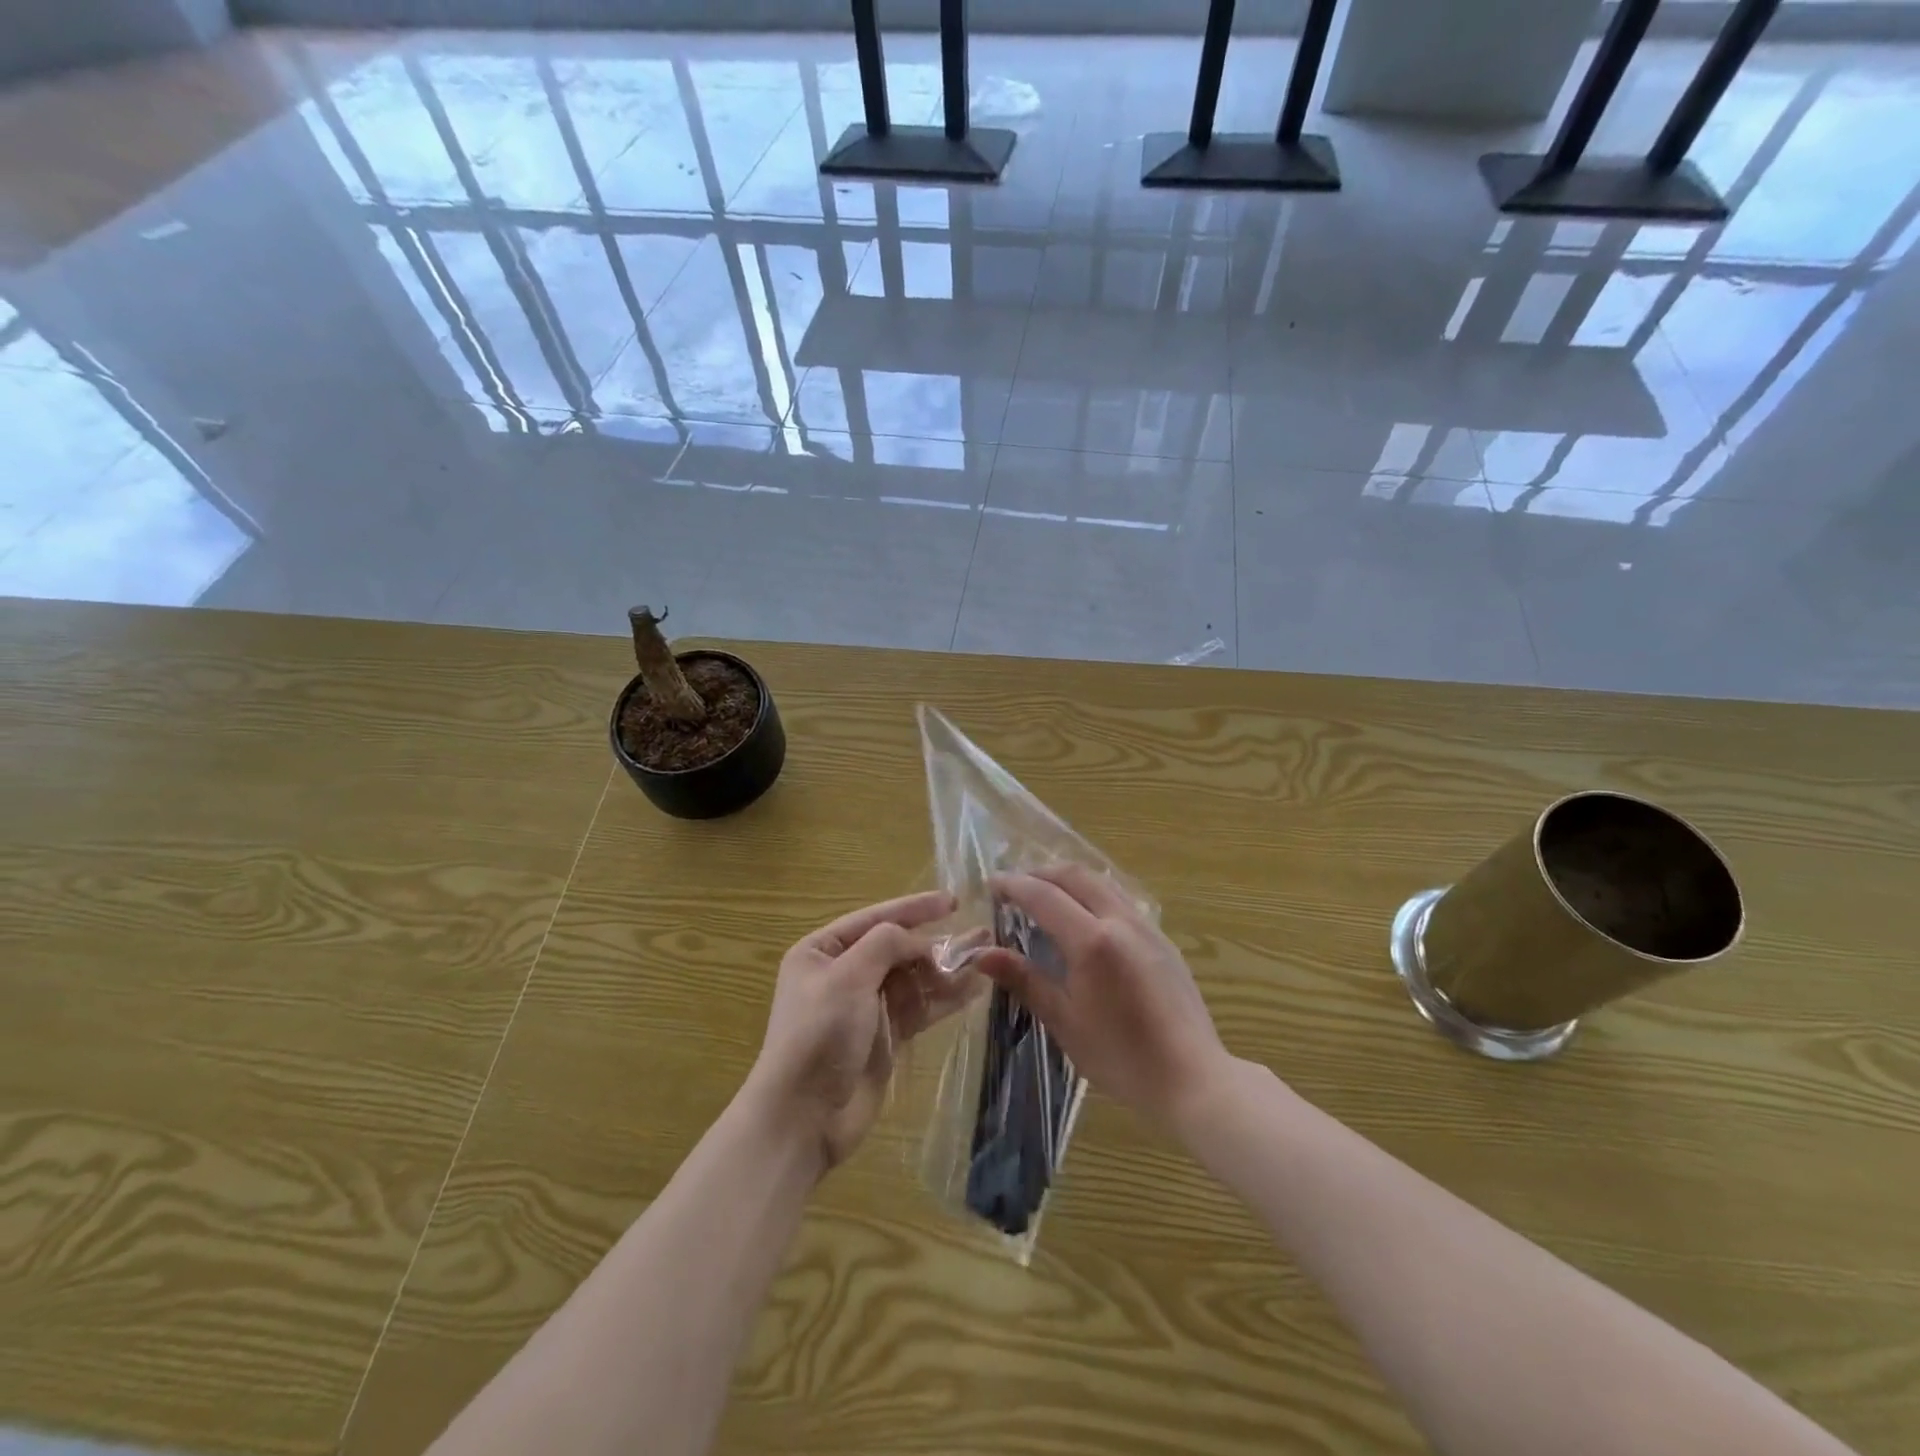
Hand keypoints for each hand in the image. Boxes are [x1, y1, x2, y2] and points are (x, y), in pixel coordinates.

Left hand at [747, 890, 977, 1172]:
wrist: (803, 1117)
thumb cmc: (819, 1035)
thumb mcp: (848, 977)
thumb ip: (886, 944)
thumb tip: (921, 939)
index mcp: (822, 951)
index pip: (875, 918)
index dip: (914, 908)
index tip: (952, 901)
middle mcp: (843, 973)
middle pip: (898, 949)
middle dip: (936, 943)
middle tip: (980, 935)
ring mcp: (865, 1007)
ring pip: (913, 978)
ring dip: (947, 970)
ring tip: (986, 958)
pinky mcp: (885, 1037)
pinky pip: (919, 1008)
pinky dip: (945, 999)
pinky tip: (975, 988)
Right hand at [975, 866, 1231, 1133]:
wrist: (1192, 1078)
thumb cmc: (1121, 1057)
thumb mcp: (1064, 1021)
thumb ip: (1025, 980)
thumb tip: (982, 955)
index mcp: (1092, 941)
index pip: (1044, 896)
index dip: (1014, 886)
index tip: (991, 885)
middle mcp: (1120, 921)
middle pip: (1075, 876)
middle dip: (1040, 873)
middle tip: (1014, 885)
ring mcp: (1146, 926)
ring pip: (1101, 882)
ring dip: (1068, 879)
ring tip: (1045, 894)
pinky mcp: (1163, 939)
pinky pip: (1120, 898)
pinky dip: (1093, 893)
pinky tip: (1085, 917)